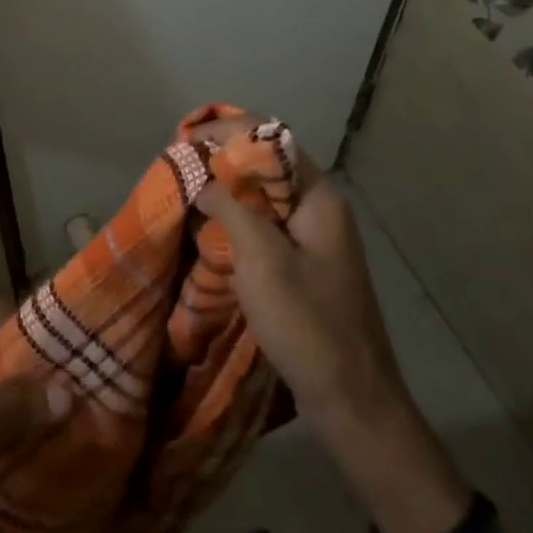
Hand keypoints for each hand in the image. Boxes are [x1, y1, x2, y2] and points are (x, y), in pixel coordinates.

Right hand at [190, 121, 470, 532]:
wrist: (353, 402)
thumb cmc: (308, 324)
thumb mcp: (262, 259)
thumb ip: (229, 207)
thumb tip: (199, 176)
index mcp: (318, 197)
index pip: (271, 139)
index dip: (227, 131)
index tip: (184, 139)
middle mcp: (318, 208)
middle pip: (266, 165)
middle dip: (221, 158)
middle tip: (179, 164)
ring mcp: (312, 238)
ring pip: (262, 196)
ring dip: (225, 190)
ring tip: (185, 190)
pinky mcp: (302, 265)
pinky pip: (263, 226)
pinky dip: (234, 220)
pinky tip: (207, 229)